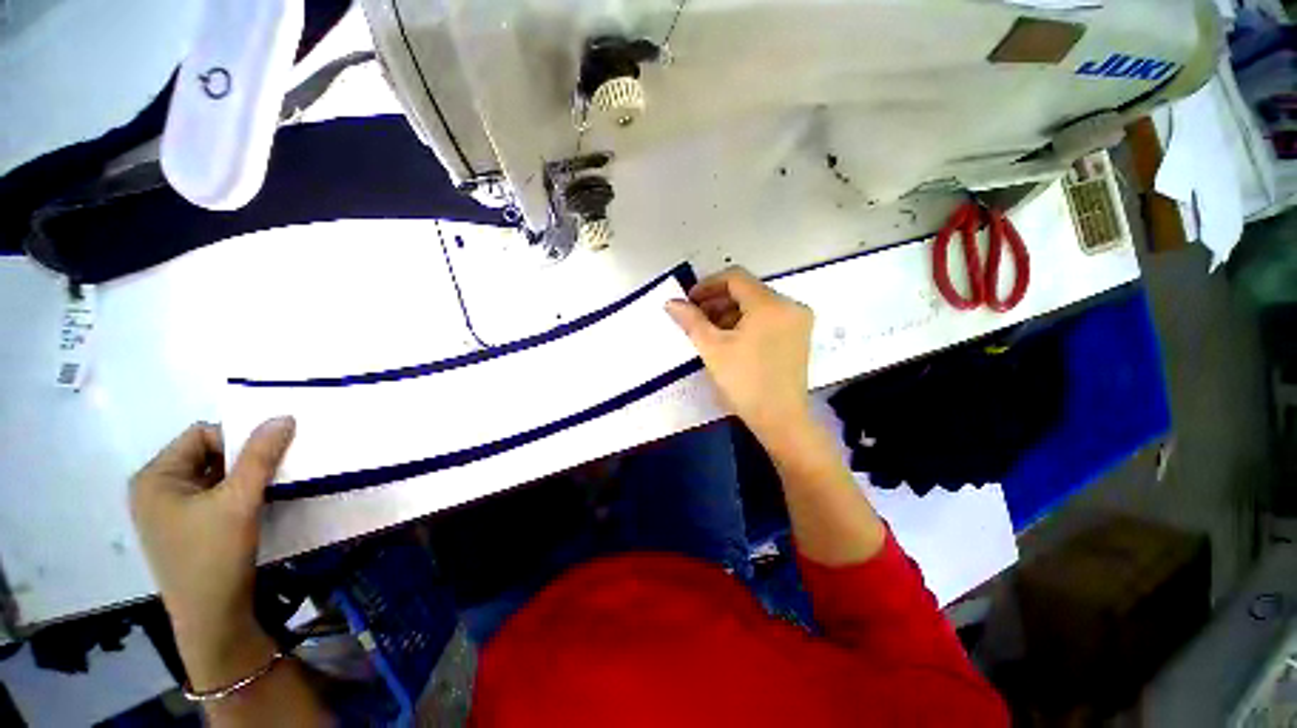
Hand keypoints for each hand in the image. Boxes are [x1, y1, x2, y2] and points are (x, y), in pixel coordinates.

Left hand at [130, 417, 293, 688]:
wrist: (213, 620)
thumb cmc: (215, 556)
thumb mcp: (239, 501)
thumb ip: (261, 456)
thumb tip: (284, 417)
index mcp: (154, 477)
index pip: (201, 435)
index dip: (238, 439)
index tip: (269, 457)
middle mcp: (156, 489)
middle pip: (208, 454)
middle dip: (244, 460)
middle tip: (275, 471)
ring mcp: (169, 512)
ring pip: (215, 476)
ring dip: (245, 478)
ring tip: (271, 488)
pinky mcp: (186, 528)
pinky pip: (215, 496)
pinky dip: (239, 495)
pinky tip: (258, 507)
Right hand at [666, 267, 814, 447]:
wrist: (780, 419)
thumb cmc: (744, 382)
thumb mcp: (713, 348)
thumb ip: (691, 320)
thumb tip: (671, 302)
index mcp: (771, 304)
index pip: (735, 278)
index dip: (708, 285)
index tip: (689, 301)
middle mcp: (790, 305)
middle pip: (747, 290)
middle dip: (717, 301)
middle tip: (695, 317)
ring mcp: (797, 321)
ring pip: (757, 305)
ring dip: (730, 312)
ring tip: (708, 331)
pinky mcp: (798, 335)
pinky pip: (767, 318)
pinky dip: (746, 322)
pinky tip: (729, 339)